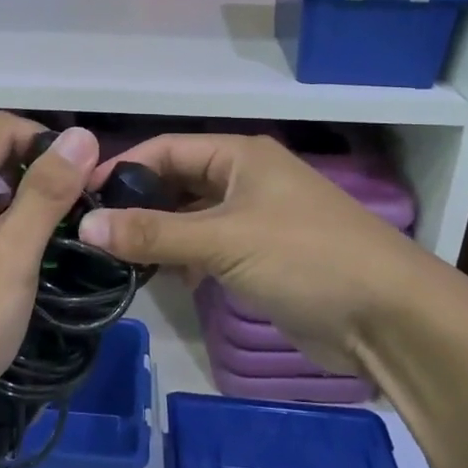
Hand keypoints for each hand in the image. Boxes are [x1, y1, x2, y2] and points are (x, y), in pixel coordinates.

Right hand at [77, 134, 432, 377]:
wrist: (388, 318)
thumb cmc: (305, 258)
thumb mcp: (223, 240)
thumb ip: (153, 233)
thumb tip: (85, 225)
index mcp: (240, 157)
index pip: (166, 149)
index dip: (122, 166)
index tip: (79, 195)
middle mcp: (244, 181)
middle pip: (176, 183)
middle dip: (137, 205)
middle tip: (90, 232)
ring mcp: (254, 221)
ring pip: (189, 220)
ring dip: (158, 237)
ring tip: (113, 258)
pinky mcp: (260, 259)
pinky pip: (208, 250)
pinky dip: (183, 261)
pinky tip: (160, 280)